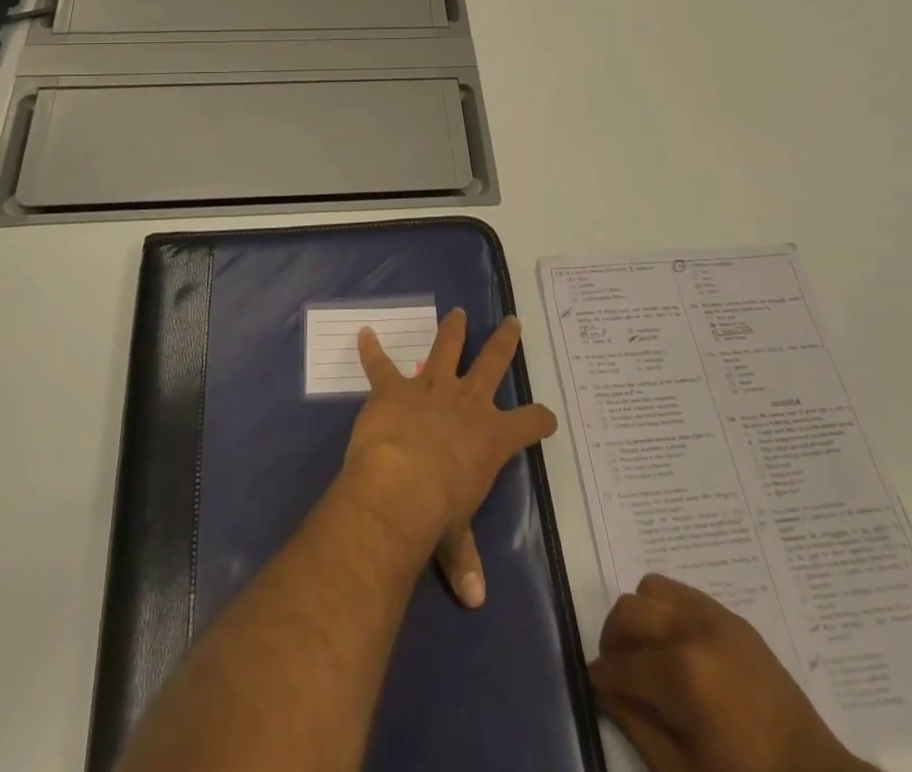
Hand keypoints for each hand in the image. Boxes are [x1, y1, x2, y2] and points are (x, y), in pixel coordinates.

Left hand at [337, 309, 557, 610]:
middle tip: (512, 321)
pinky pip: (380, 364)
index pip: (530, 422)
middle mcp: (468, 402)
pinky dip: (371, 350)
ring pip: (447, 347)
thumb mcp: (455, 537)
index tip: (546, 418)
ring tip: (457, 312)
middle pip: (494, 362)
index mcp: (492, 437)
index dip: (541, 420)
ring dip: (453, 329)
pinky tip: (364, 334)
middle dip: (505, 341)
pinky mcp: (394, 388)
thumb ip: (463, 559)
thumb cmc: (437, 512)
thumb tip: (474, 599)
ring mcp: (431, 387)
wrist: (398, 486)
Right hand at [590, 575, 872, 771]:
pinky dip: (667, 611)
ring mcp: (716, 618)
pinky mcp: (733, 618)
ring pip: (652, 589)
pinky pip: (683, 593)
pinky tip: (675, 648)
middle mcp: (694, 631)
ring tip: (645, 654)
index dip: (600, 677)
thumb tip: (604, 693)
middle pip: (630, 610)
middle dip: (613, 639)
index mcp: (683, 674)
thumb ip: (637, 727)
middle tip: (615, 672)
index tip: (591, 686)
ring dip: (639, 617)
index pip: (622, 664)